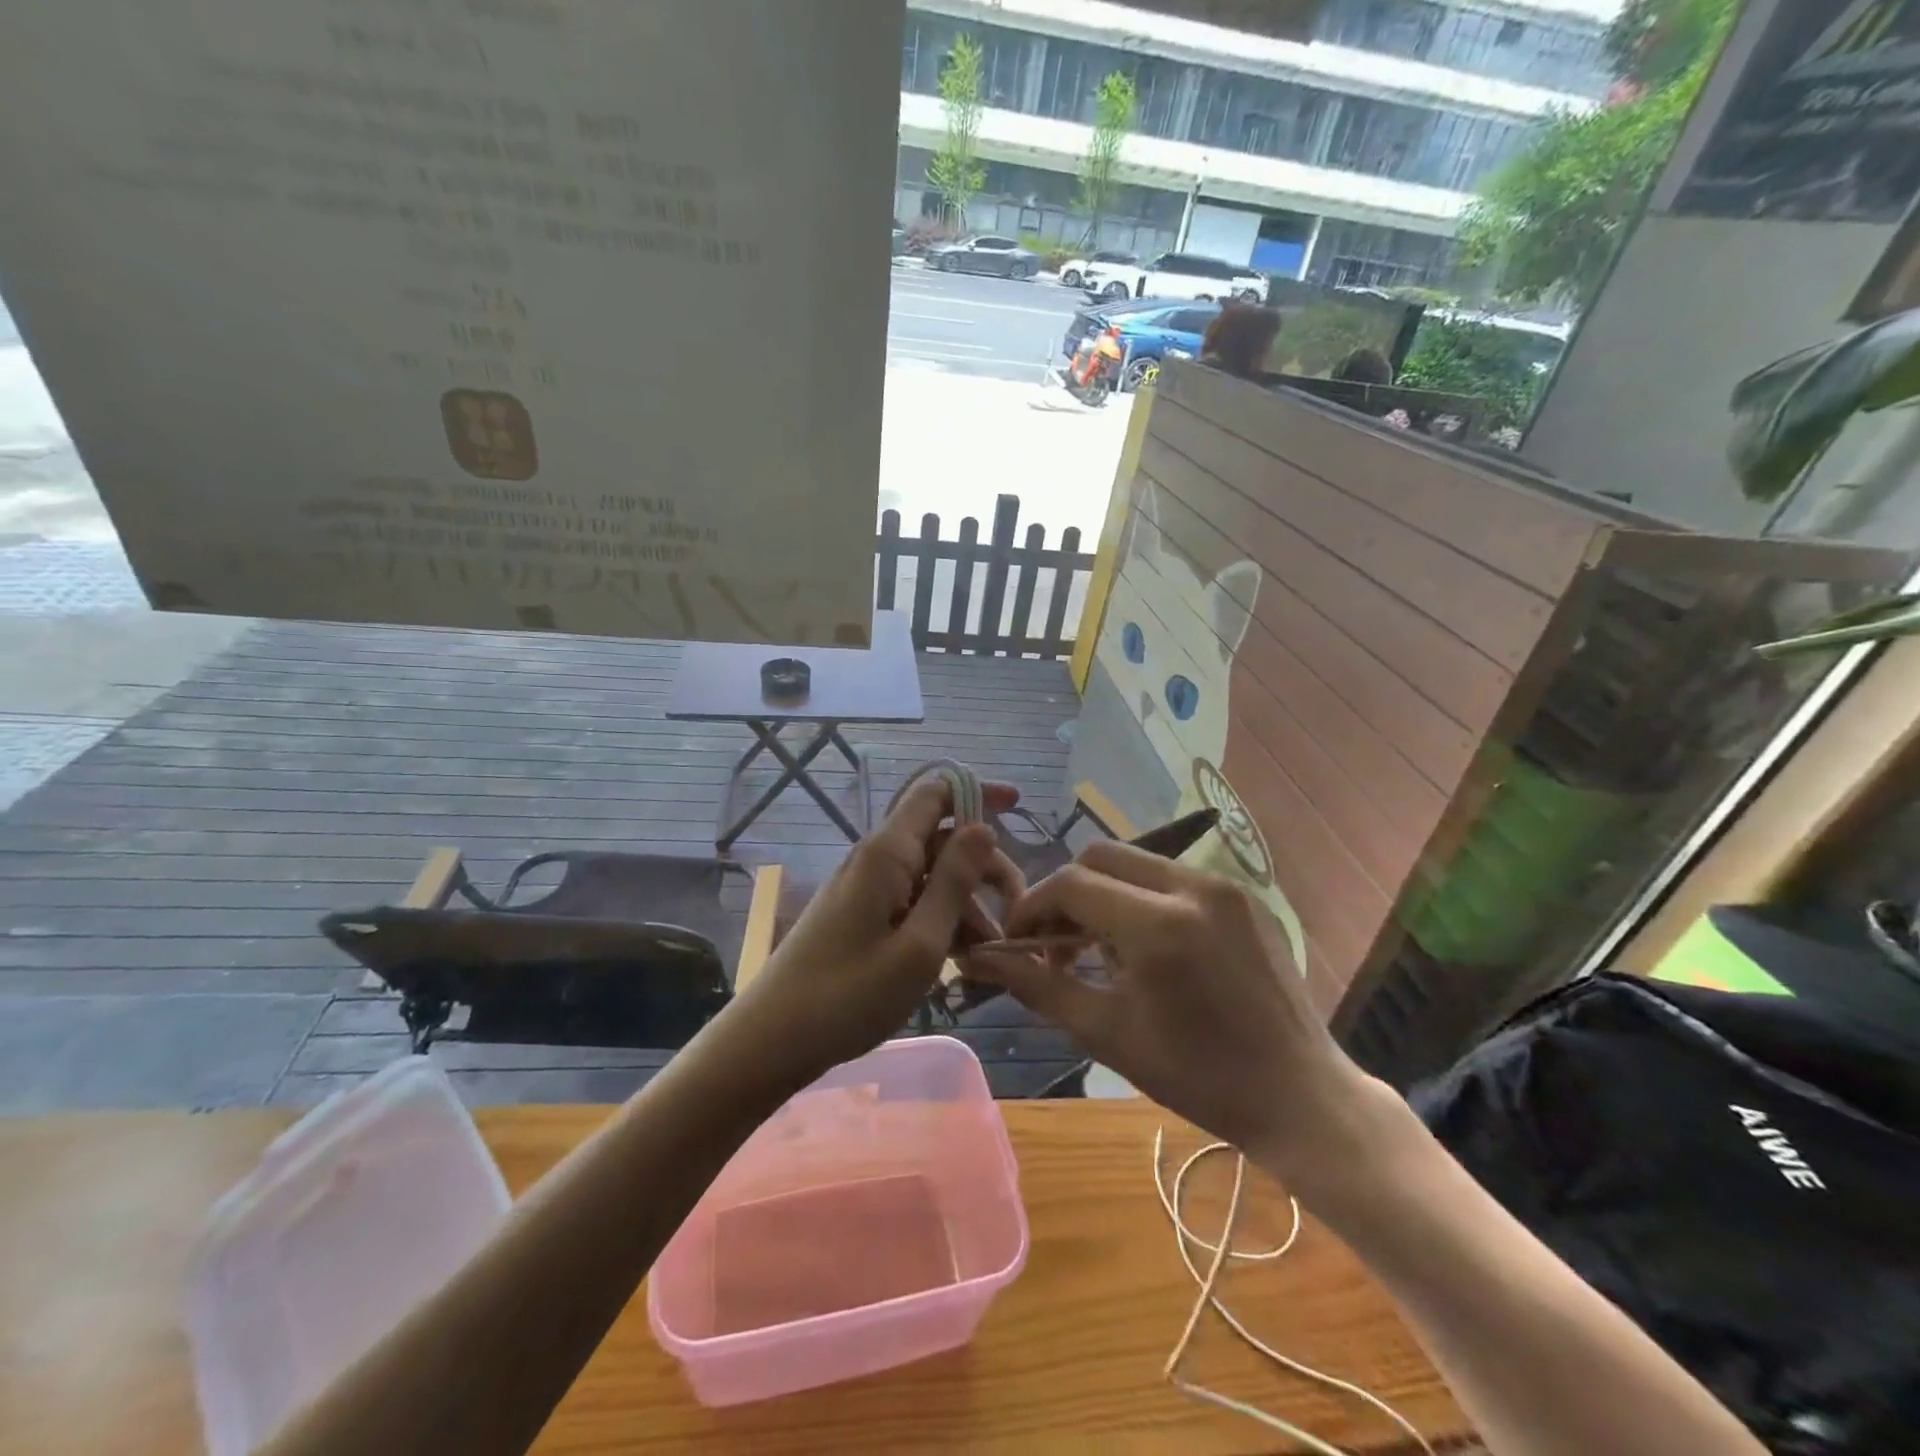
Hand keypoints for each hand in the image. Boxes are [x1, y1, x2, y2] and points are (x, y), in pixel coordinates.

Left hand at [727, 776, 1024, 1083]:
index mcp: (887, 853)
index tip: (1018, 808)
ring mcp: (866, 888)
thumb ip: (954, 882)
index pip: (935, 792)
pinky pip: (911, 901)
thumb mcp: (919, 945)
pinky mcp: (861, 915)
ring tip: (990, 949)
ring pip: (930, 875)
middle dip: (982, 864)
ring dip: (965, 901)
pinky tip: (961, 958)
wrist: (772, 1040)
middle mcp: (876, 859)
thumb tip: (984, 827)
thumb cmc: (849, 997)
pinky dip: (941, 919)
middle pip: (940, 838)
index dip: (977, 791)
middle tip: (1015, 908)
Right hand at [968, 841, 1373, 1184]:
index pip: (1071, 884)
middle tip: (1057, 942)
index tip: (1019, 941)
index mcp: (1158, 924)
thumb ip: (1037, 986)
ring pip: (1136, 862)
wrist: (1299, 1095)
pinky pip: (1173, 876)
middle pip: (1101, 856)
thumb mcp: (1106, 1033)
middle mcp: (1192, 886)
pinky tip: (1148, 946)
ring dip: (1105, 893)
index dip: (1033, 907)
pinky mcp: (1244, 894)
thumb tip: (977, 959)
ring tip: (1102, 947)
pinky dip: (1143, 897)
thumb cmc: (1196, 1076)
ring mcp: (1224, 885)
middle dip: (1067, 893)